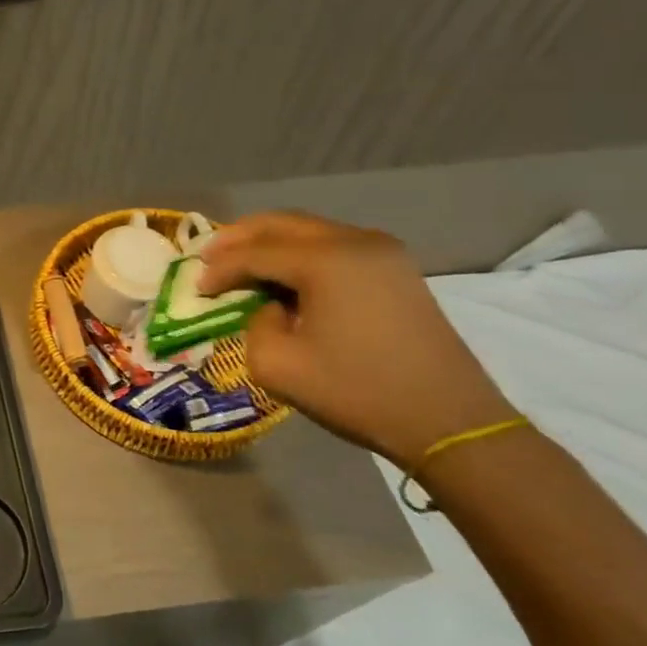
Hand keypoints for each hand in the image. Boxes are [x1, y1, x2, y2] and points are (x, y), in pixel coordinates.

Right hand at [199, 211, 518, 468]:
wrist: (450, 421)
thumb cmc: (358, 392)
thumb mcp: (277, 366)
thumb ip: (253, 324)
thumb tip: (268, 308)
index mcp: (325, 261)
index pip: (253, 252)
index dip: (218, 269)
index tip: (196, 290)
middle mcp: (354, 241)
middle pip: (280, 224)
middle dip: (238, 238)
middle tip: (209, 258)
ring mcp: (382, 251)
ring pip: (308, 230)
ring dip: (269, 243)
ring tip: (241, 265)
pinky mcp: (396, 268)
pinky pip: (333, 245)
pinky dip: (299, 253)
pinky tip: (284, 276)